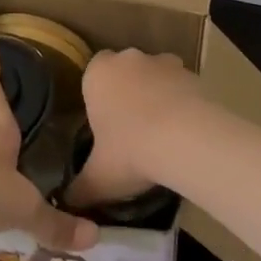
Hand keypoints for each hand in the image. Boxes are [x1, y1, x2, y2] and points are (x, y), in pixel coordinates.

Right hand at [62, 49, 207, 209]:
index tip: (104, 122)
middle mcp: (130, 58)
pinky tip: (185, 132)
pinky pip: (182, 87)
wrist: (187, 139)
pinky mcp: (194, 74)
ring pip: (156, 76)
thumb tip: (67, 201)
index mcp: (98, 74)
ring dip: (157, 95)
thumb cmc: (130, 151)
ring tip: (161, 133)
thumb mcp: (97, 179)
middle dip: (127, 93)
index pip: (93, 73)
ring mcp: (164, 62)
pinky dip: (182, 103)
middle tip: (130, 130)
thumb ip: (79, 189)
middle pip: (125, 72)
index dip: (98, 96)